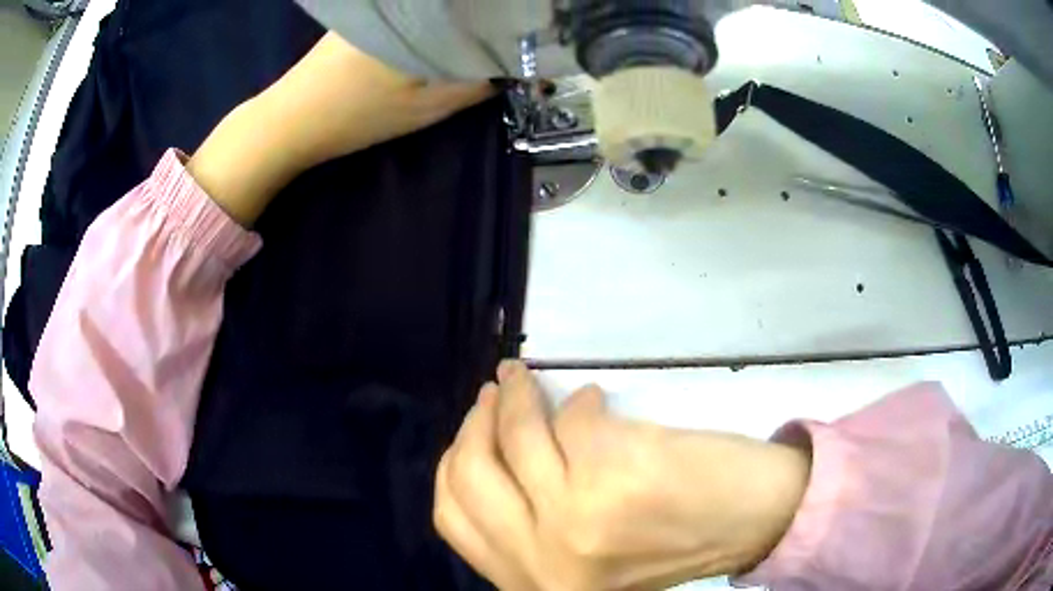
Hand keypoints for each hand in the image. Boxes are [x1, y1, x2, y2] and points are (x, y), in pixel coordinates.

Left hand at [188, 32, 492, 225]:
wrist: (288, 122)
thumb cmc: (355, 115)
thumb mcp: (424, 107)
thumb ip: (474, 85)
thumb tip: (509, 69)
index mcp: (419, 15)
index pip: (477, 12)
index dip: (506, 25)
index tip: (523, 39)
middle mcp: (401, 3)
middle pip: (457, 6)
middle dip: (482, 21)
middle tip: (502, 39)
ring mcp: (379, 8)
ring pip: (434, 10)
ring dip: (455, 22)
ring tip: (473, 37)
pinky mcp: (365, 17)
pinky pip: (412, 13)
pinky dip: (430, 23)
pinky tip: (433, 37)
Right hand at [434, 361, 810, 590]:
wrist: (752, 523)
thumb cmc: (674, 542)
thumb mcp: (580, 556)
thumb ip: (532, 524)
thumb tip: (492, 449)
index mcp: (532, 583)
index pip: (453, 518)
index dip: (453, 464)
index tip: (470, 430)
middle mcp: (544, 563)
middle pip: (469, 476)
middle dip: (475, 423)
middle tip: (492, 393)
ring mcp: (577, 521)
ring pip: (517, 437)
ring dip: (517, 394)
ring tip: (523, 378)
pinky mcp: (613, 475)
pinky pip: (572, 419)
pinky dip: (582, 403)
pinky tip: (597, 403)